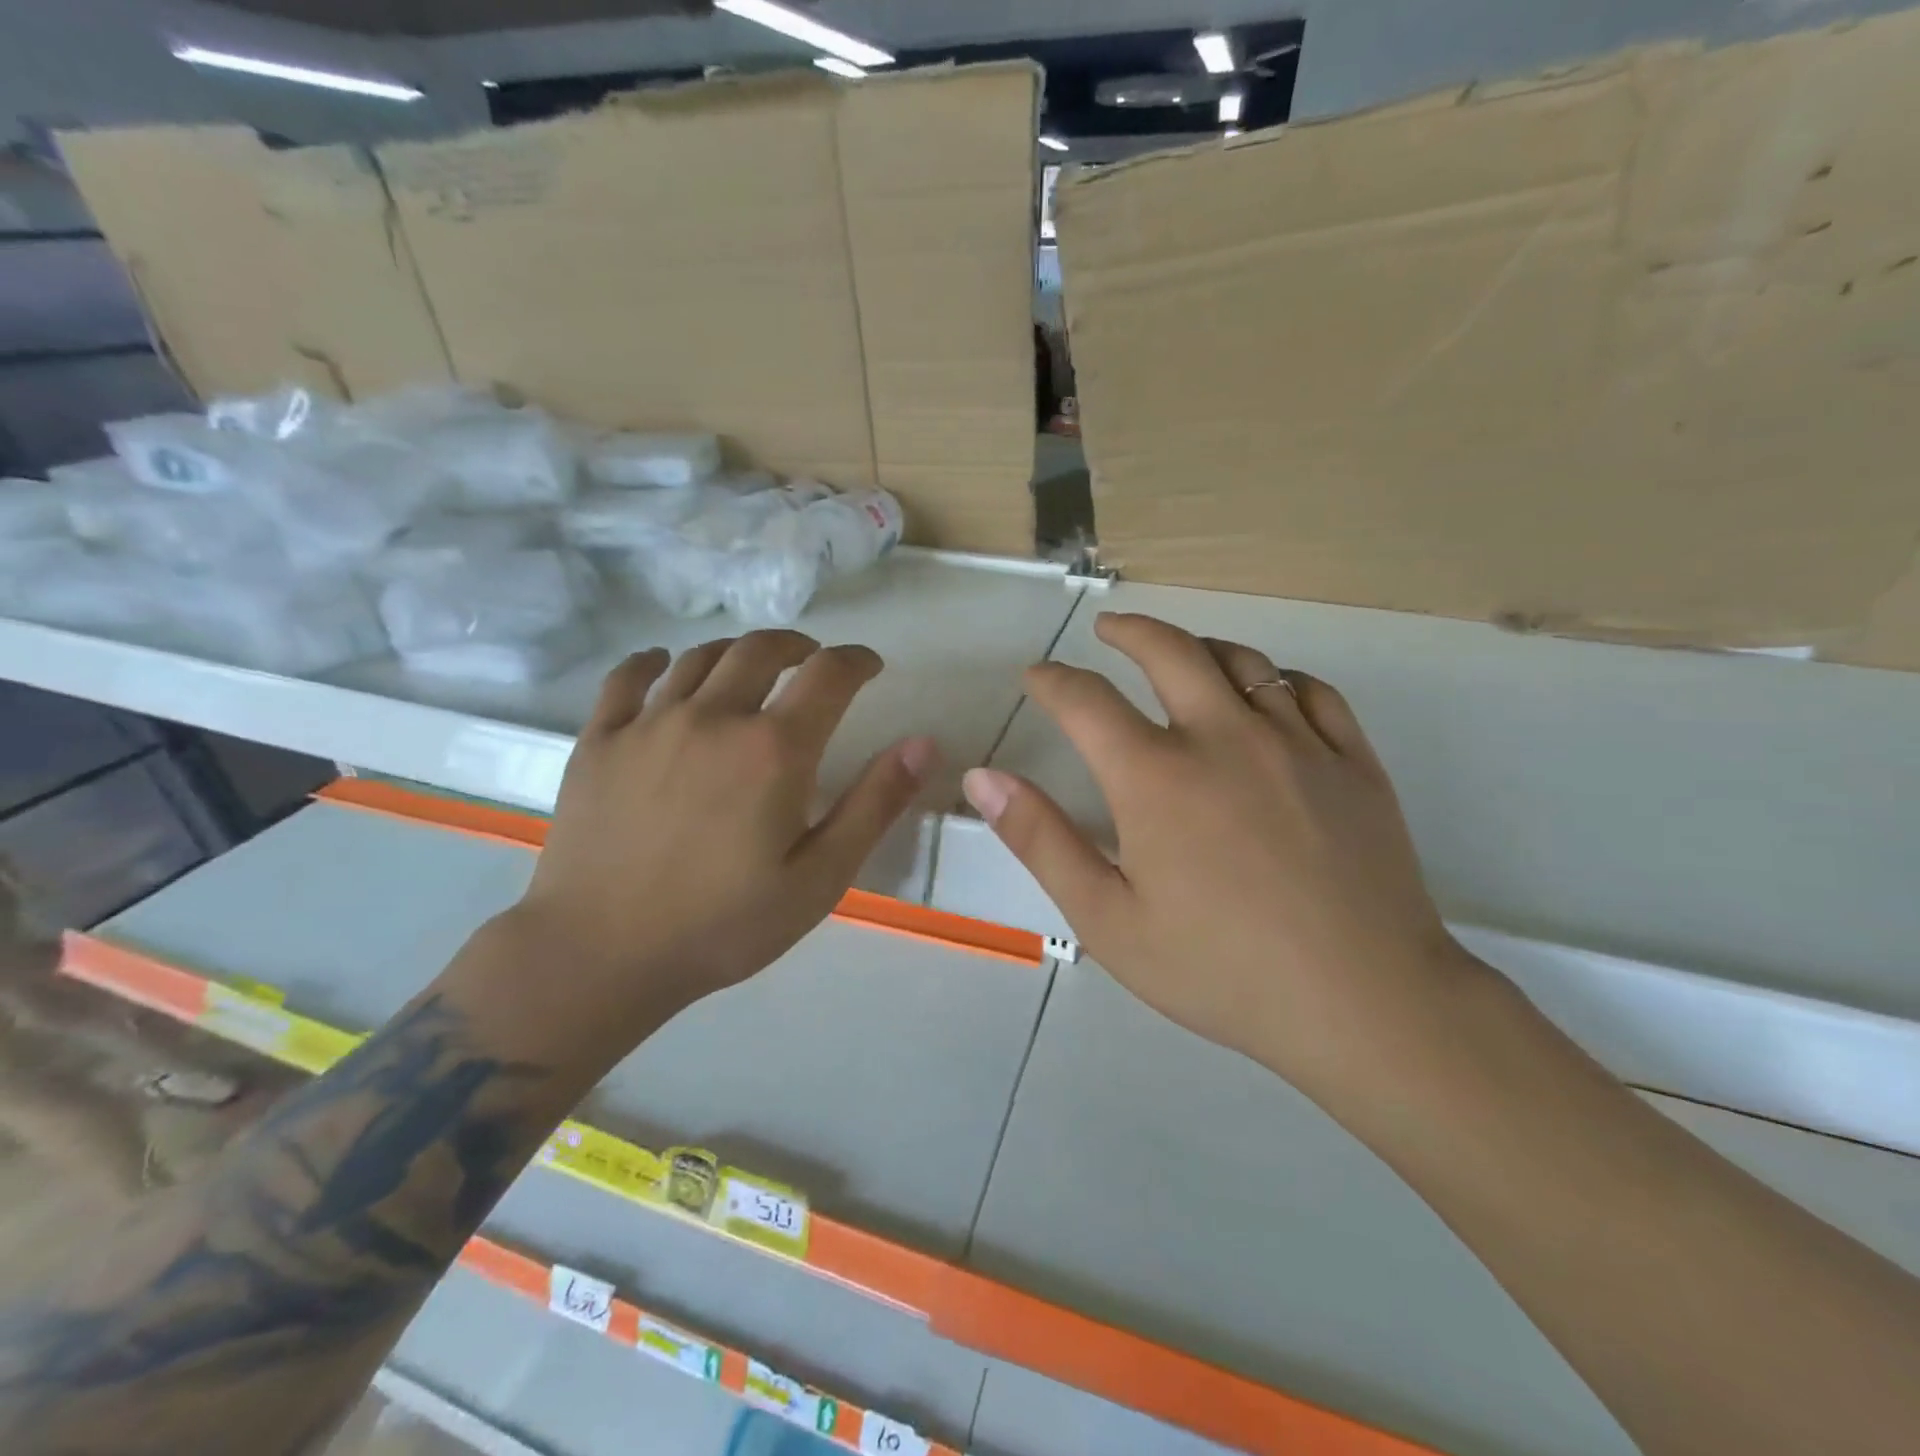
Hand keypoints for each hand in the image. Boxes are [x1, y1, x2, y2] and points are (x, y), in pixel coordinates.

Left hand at [513, 632, 939, 1029]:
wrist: (600, 956)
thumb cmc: (724, 925)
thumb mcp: (820, 878)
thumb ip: (874, 805)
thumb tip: (923, 744)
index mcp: (773, 750)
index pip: (828, 674)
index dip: (856, 660)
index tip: (869, 666)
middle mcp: (714, 717)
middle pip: (761, 649)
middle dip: (798, 646)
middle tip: (812, 661)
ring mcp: (649, 723)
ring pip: (700, 657)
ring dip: (737, 652)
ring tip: (751, 668)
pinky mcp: (600, 740)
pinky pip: (628, 677)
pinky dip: (654, 661)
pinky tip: (663, 666)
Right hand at [963, 613, 1478, 1094]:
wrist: (1365, 1003)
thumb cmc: (1221, 968)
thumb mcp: (1108, 919)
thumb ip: (1041, 841)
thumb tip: (983, 779)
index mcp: (1156, 775)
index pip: (1085, 700)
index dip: (1052, 680)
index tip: (1036, 676)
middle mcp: (1224, 737)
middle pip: (1169, 651)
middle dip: (1128, 632)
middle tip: (1107, 630)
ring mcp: (1297, 743)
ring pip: (1242, 662)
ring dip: (1199, 647)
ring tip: (1179, 653)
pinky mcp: (1353, 762)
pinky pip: (1312, 692)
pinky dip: (1277, 679)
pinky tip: (1268, 694)